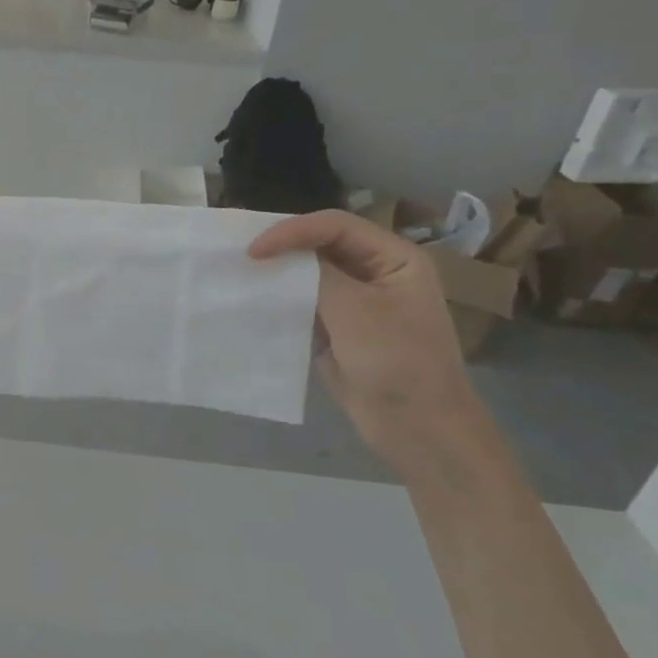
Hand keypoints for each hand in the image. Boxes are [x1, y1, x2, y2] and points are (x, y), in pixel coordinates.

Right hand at [249, 210, 482, 457]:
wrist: (419, 431)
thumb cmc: (398, 363)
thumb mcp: (356, 311)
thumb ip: (316, 275)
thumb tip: (275, 255)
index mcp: (394, 258)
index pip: (335, 226)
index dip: (292, 231)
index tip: (253, 250)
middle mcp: (375, 273)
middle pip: (320, 245)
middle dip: (281, 248)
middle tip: (238, 254)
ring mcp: (355, 304)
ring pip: (308, 276)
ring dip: (276, 275)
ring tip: (239, 275)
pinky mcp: (336, 330)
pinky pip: (302, 305)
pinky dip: (279, 302)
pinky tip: (252, 304)